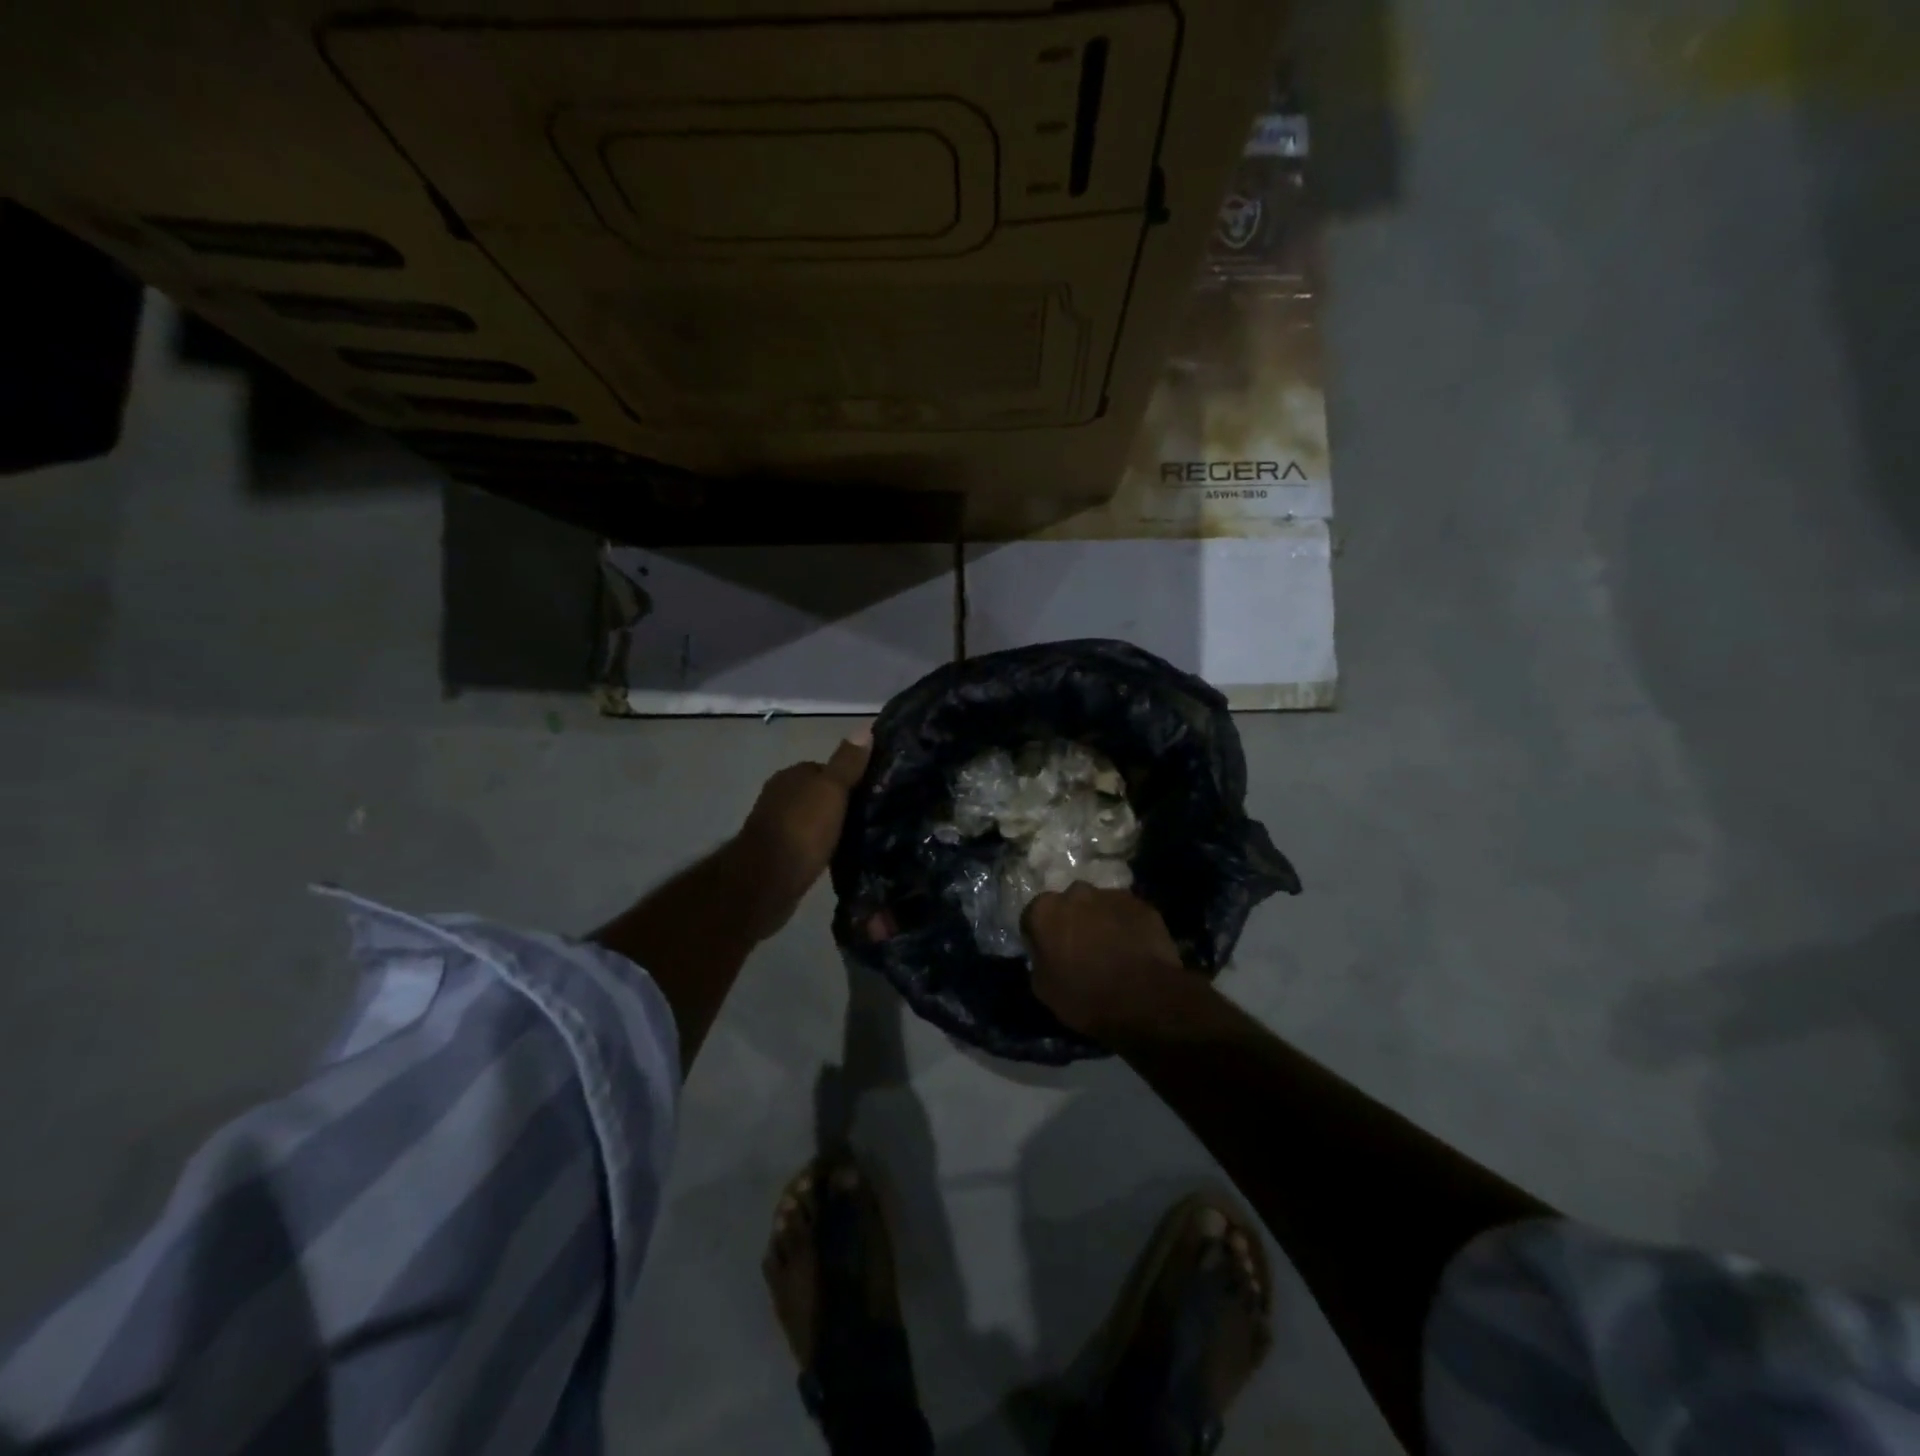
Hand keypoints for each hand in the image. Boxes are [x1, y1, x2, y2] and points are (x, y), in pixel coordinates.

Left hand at [732, 731, 871, 939]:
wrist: (766, 882)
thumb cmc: (801, 830)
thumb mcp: (831, 790)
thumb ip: (847, 762)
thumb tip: (865, 727)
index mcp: (791, 775)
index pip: (826, 768)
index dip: (850, 778)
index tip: (873, 792)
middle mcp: (780, 796)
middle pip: (818, 794)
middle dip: (840, 803)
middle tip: (871, 816)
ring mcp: (776, 826)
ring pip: (812, 819)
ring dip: (830, 827)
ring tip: (860, 838)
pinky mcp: (778, 855)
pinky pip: (807, 843)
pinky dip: (820, 847)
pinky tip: (837, 856)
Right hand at [1023, 883, 1205, 1045]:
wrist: (1146, 999)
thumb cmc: (1086, 997)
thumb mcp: (1045, 990)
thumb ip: (1039, 962)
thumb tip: (1044, 955)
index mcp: (1045, 910)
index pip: (1032, 917)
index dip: (1039, 937)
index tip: (1048, 954)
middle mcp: (1075, 892)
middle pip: (1067, 905)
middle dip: (1071, 922)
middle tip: (1080, 950)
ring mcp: (1111, 895)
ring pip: (1098, 906)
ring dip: (1099, 922)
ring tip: (1110, 950)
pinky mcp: (1142, 904)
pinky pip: (1125, 913)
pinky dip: (1125, 926)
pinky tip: (1133, 950)